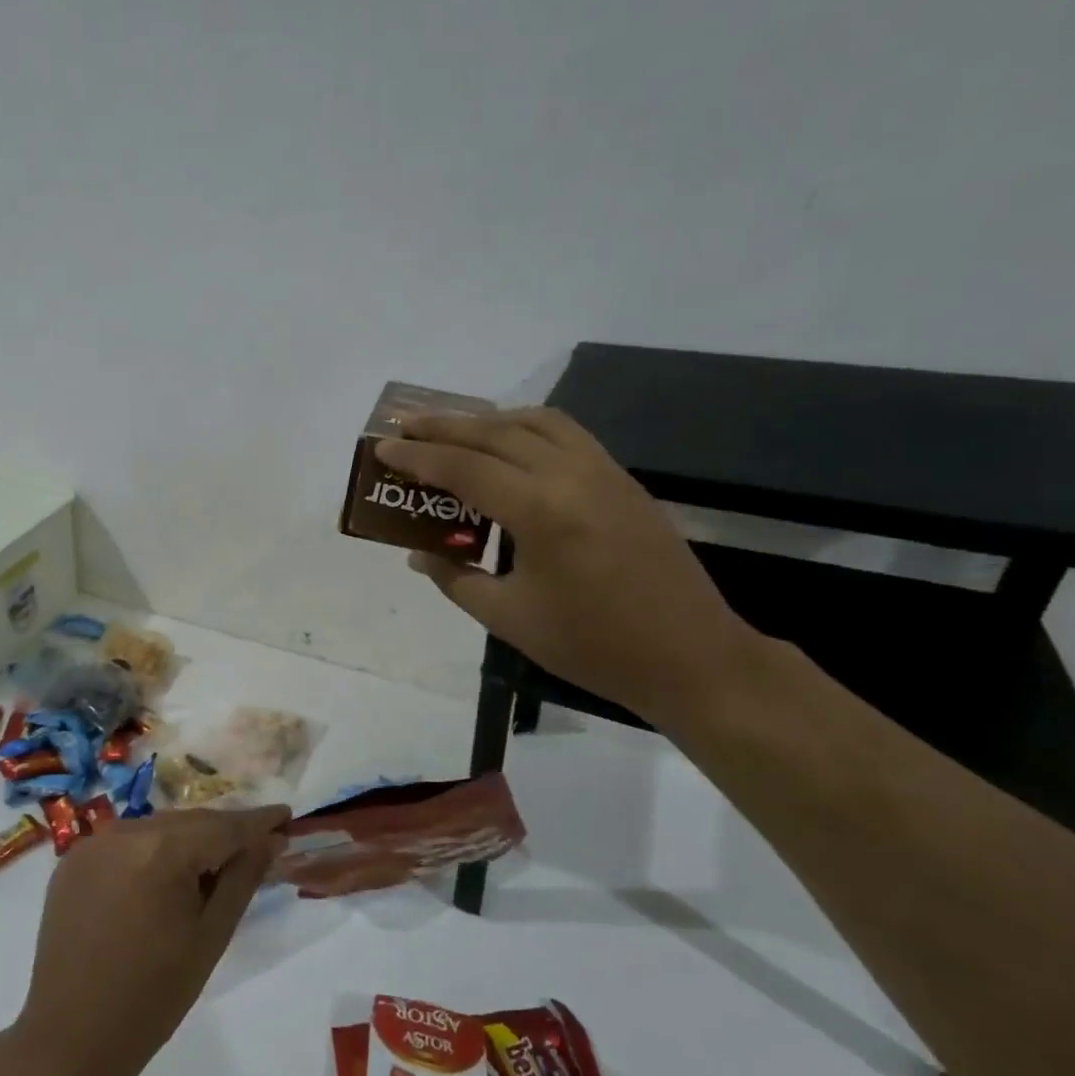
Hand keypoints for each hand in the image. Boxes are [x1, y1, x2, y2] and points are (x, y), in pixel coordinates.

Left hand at [15, 806, 289, 1075]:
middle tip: (258, 843)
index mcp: (162, 849)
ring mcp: (93, 843)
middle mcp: (125, 831)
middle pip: (189, 822)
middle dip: (223, 832)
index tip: (286, 814)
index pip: (223, 826)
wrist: (72, 1038)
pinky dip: (151, 852)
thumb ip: (242, 879)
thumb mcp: (210, 936)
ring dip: (187, 841)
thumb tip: (270, 839)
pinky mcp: (73, 860)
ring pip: (157, 829)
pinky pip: (125, 843)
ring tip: (213, 864)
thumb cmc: (153, 995)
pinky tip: (164, 877)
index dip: (258, 821)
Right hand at [377, 406, 763, 725]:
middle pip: (497, 433)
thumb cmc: (591, 646)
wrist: (690, 656)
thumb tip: (418, 554)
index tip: (384, 447)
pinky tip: (510, 445)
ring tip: (453, 430)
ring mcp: (604, 472)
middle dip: (445, 426)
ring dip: (488, 420)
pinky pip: (567, 434)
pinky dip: (527, 427)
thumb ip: (455, 579)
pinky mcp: (623, 480)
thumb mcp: (507, 618)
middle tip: (405, 426)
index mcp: (540, 512)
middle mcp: (572, 476)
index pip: (465, 469)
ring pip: (536, 422)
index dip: (419, 457)